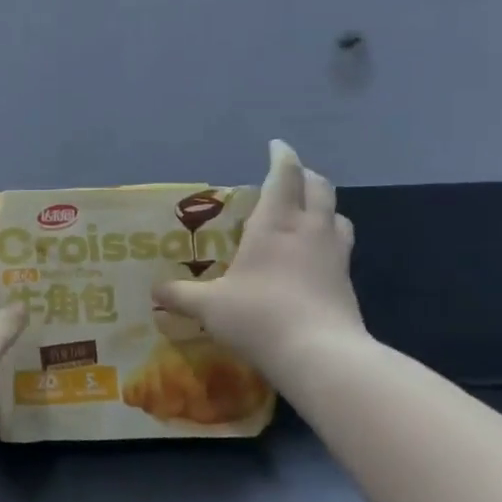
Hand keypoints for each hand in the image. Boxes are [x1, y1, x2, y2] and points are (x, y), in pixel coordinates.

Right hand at [154, 141, 366, 375]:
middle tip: (288, 177)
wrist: (322, 356)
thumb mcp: (208, 307)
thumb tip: (154, 291)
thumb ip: (180, 295)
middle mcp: (309, 230)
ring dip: (323, 207)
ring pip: (337, 216)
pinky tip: (312, 259)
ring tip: (306, 215)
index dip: (281, 156)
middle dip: (305, 176)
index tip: (276, 146)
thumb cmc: (260, 316)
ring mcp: (335, 256)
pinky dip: (328, 240)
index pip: (284, 175)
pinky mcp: (347, 283)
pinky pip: (341, 247)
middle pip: (319, 188)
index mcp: (275, 223)